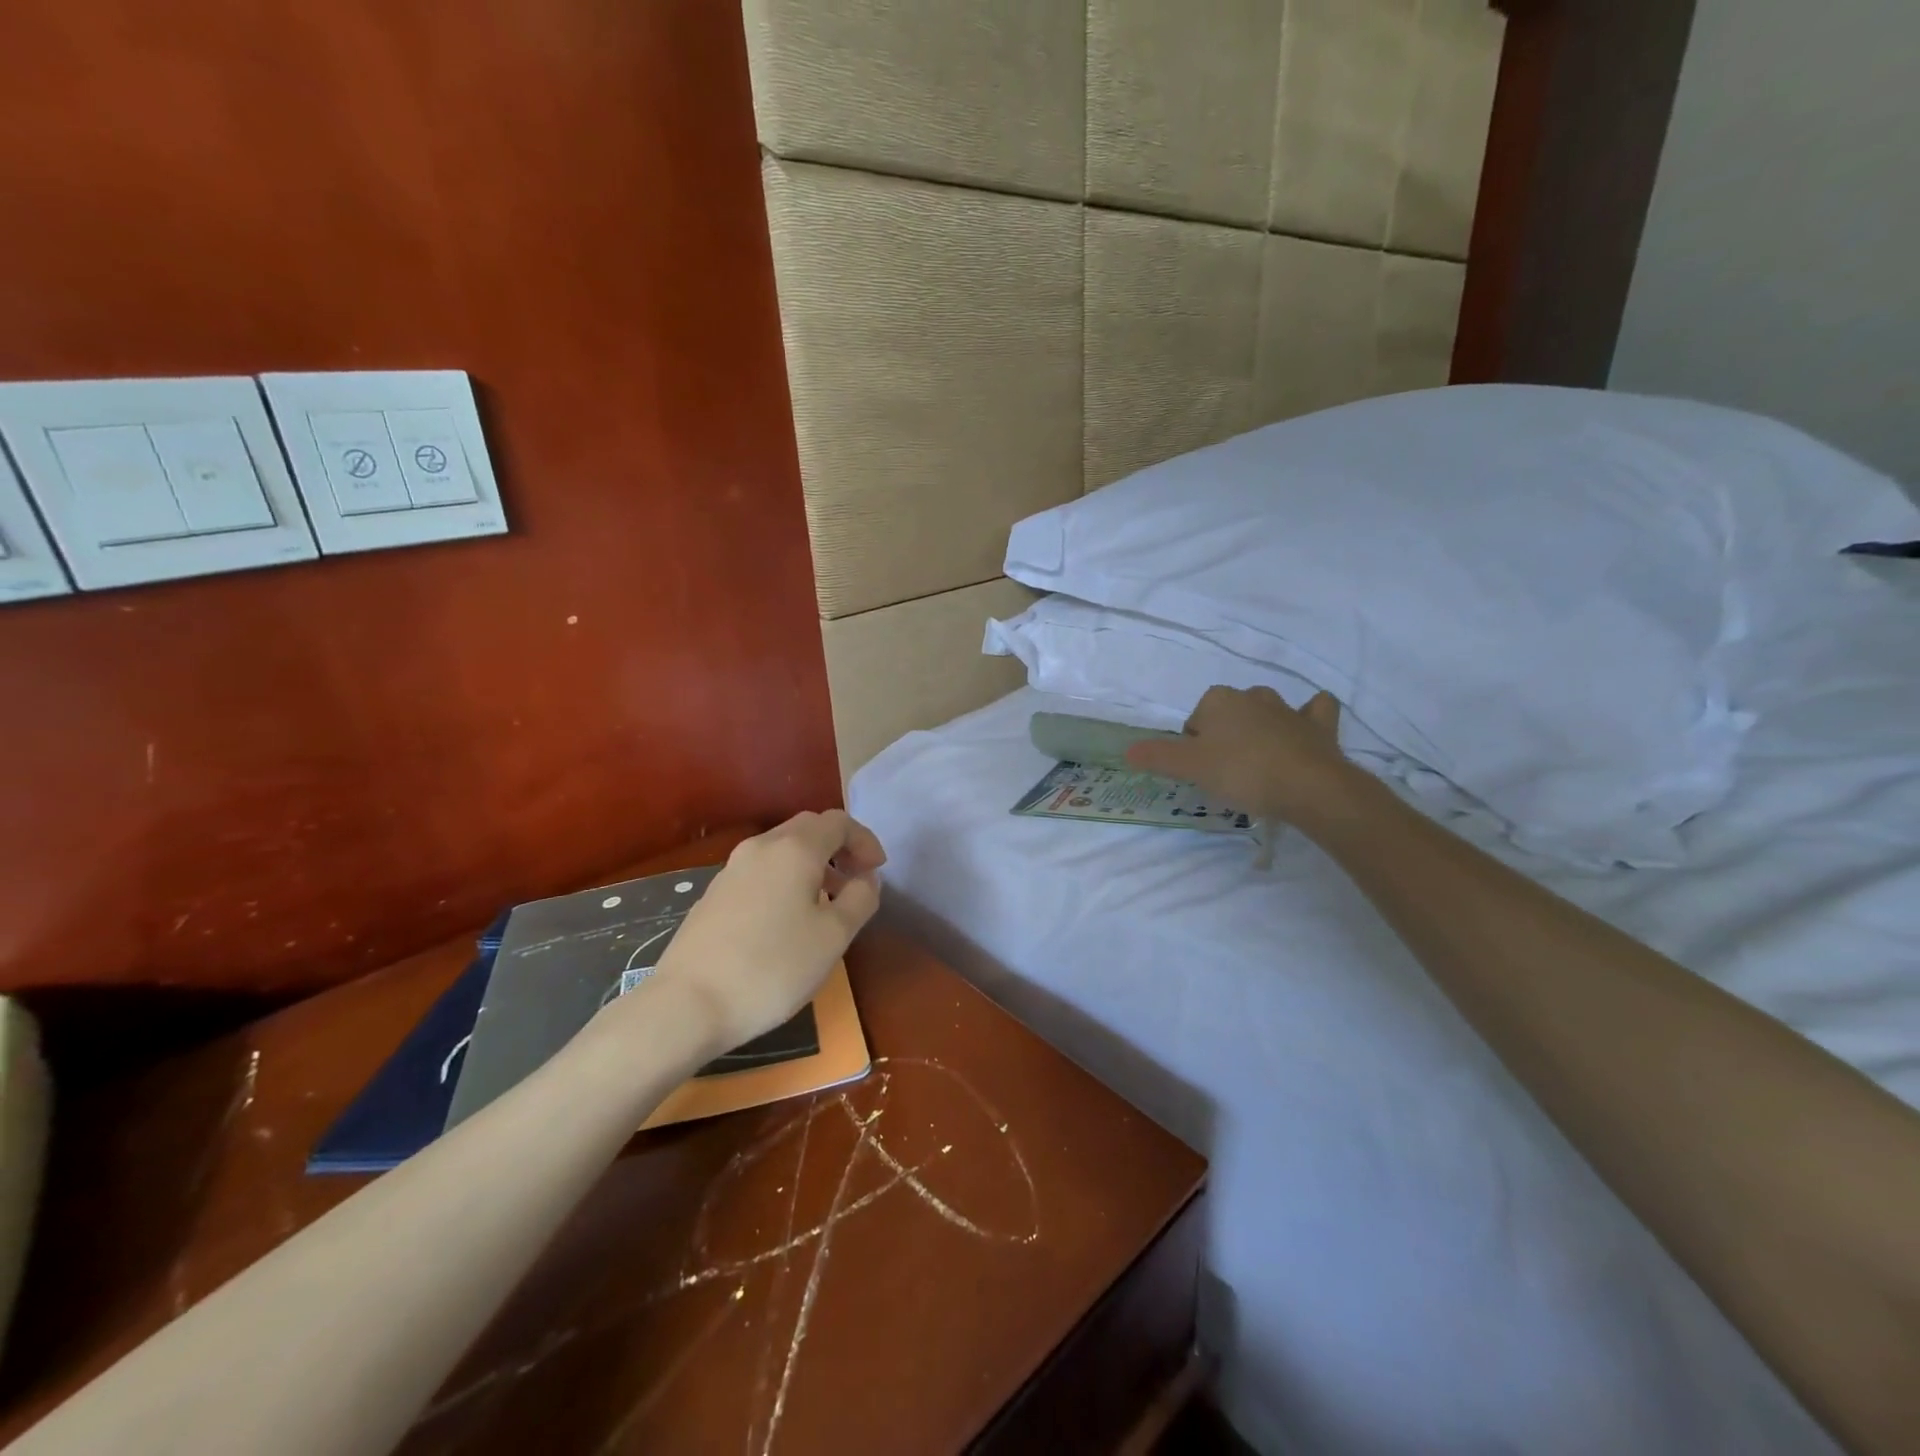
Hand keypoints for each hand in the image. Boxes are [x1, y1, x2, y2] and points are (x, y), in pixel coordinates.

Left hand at [635, 811, 885, 1057]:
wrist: (688, 1004)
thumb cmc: (773, 967)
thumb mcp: (834, 937)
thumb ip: (860, 899)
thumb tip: (865, 879)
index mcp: (794, 849)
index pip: (838, 822)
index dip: (865, 840)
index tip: (878, 871)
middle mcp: (761, 847)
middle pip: (808, 829)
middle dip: (839, 848)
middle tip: (857, 881)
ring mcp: (731, 870)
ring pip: (782, 850)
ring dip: (812, 865)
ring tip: (827, 904)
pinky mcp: (713, 895)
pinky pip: (761, 872)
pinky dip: (786, 880)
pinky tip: (787, 920)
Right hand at [1125, 685, 1360, 829]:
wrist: (1308, 786)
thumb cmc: (1241, 772)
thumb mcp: (1189, 767)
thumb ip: (1157, 756)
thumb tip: (1127, 750)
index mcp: (1218, 700)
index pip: (1194, 721)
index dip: (1193, 746)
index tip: (1200, 771)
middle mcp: (1252, 696)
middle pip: (1228, 714)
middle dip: (1224, 735)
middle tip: (1225, 770)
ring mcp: (1289, 709)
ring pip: (1267, 710)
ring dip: (1261, 726)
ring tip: (1258, 760)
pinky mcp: (1319, 726)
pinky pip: (1314, 711)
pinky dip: (1308, 717)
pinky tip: (1304, 730)